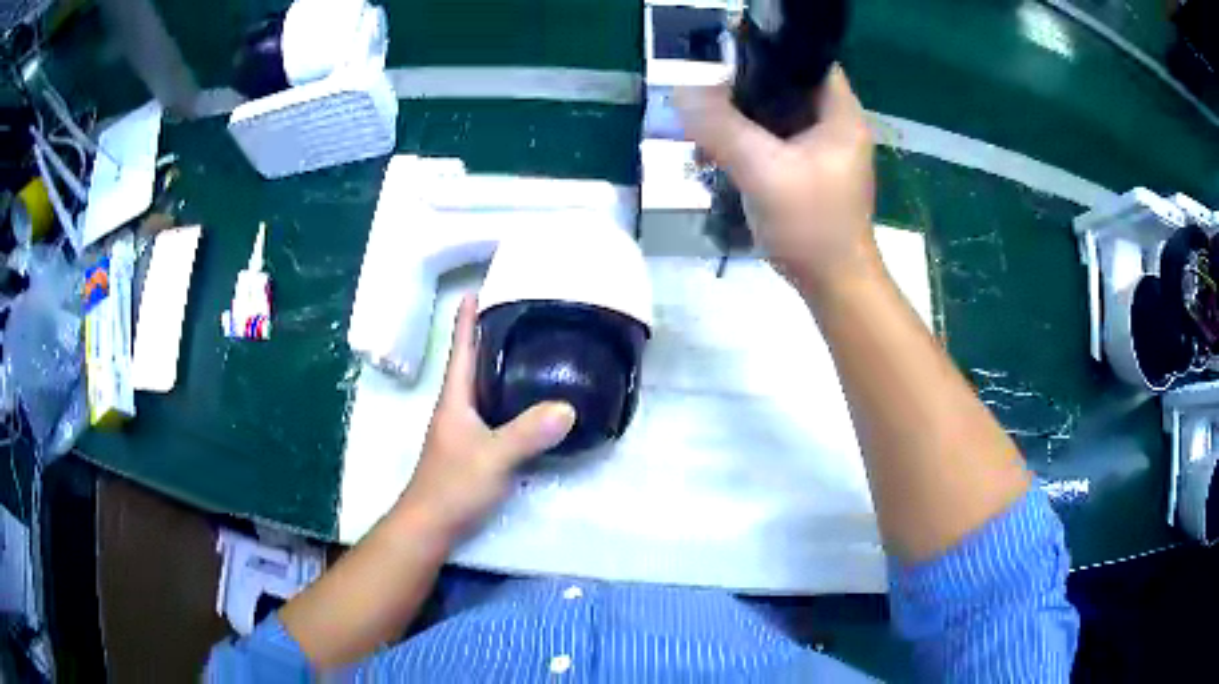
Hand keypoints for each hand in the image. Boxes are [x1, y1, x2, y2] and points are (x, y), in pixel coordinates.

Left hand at [396, 295, 575, 542]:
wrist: (431, 525)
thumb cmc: (453, 486)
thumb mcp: (493, 457)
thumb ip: (527, 434)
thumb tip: (567, 407)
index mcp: (455, 400)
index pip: (461, 350)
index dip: (466, 319)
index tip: (475, 289)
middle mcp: (456, 408)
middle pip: (472, 363)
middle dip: (489, 337)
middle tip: (518, 315)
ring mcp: (463, 430)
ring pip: (483, 388)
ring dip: (499, 367)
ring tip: (529, 351)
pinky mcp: (473, 449)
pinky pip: (493, 412)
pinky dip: (509, 399)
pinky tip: (529, 404)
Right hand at [676, 66, 878, 289]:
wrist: (833, 284)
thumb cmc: (811, 225)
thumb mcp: (762, 170)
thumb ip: (722, 127)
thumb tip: (682, 93)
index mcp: (840, 115)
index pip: (808, 61)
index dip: (770, 55)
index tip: (728, 67)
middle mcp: (836, 126)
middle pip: (786, 88)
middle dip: (743, 94)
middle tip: (707, 106)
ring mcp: (824, 151)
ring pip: (776, 118)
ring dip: (739, 124)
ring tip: (705, 139)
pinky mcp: (810, 173)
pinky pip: (774, 144)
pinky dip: (747, 147)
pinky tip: (718, 160)